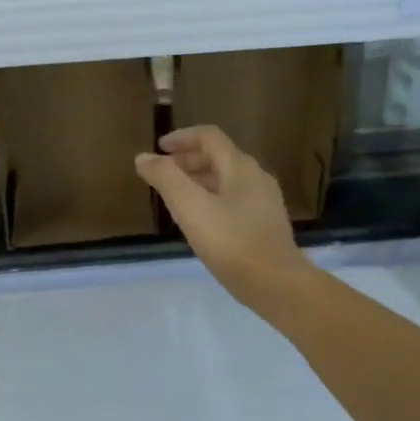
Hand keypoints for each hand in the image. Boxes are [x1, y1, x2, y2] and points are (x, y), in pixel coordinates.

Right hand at [135, 125, 312, 311]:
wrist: (276, 284)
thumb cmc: (231, 241)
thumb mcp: (190, 207)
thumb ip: (166, 178)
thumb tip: (143, 157)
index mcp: (239, 166)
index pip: (209, 137)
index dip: (182, 137)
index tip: (159, 148)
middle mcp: (256, 176)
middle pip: (219, 156)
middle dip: (188, 160)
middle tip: (163, 174)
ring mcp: (264, 201)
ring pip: (227, 179)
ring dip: (199, 180)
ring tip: (176, 197)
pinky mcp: (266, 223)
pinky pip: (235, 199)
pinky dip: (212, 198)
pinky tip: (201, 221)